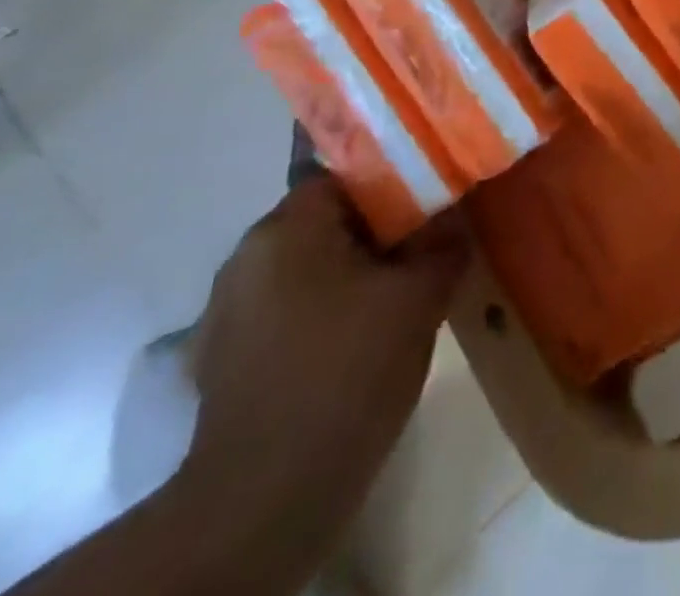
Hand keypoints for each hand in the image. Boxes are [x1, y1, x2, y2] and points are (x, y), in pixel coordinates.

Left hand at [182, 176, 466, 526]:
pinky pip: (286, 311)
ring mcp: (229, 311)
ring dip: (348, 275)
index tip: (429, 209)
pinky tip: (353, 345)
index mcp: (286, 228)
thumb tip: (456, 218)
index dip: (393, 186)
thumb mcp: (418, 300)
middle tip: (421, 254)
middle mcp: (247, 257)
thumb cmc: (346, 374)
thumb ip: (443, 245)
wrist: (264, 502)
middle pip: (325, 221)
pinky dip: (320, 314)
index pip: (345, 176)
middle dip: (375, 234)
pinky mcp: (224, 359)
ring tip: (394, 300)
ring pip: (306, 268)